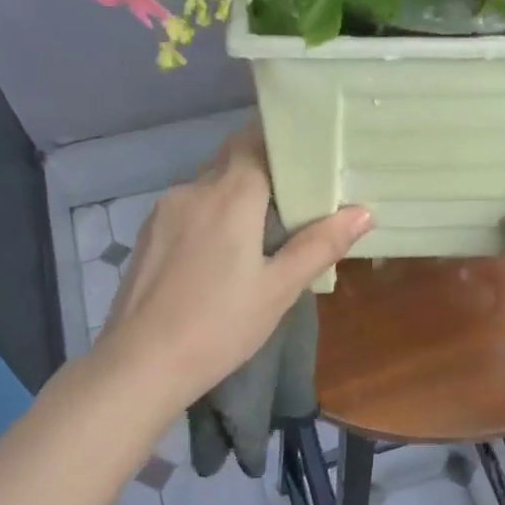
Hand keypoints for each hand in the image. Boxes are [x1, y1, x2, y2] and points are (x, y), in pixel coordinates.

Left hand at [97, 124, 371, 406]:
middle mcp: (193, 189)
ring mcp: (164, 211)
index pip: (256, 140)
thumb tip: (364, 212)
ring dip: (237, 193)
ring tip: (266, 226)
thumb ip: (320, 245)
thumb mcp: (278, 290)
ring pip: (209, 184)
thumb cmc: (219, 326)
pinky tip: (224, 250)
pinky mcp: (149, 234)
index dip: (283, 141)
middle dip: (265, 167)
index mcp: (229, 195)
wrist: (140, 364)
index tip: (311, 151)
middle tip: (299, 193)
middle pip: (232, 159)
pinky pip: (189, 207)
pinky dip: (213, 213)